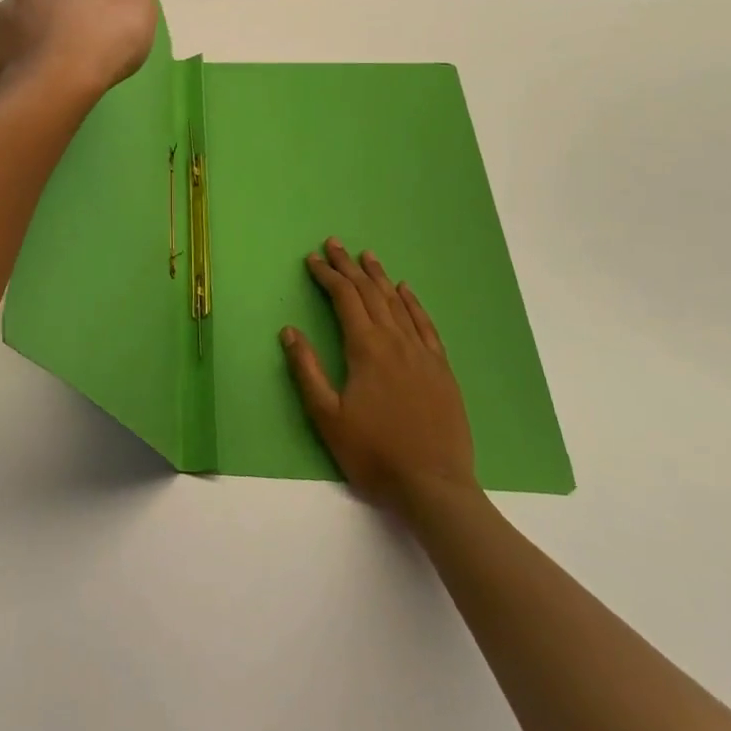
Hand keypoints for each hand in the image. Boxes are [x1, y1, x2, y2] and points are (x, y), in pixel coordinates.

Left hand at [0, 0, 158, 103]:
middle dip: (55, 5)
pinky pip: (10, 53)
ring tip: (61, 63)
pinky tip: (42, 80)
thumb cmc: (103, 37)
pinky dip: (23, 63)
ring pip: (21, 21)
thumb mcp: (141, 9)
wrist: (57, 85)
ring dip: (36, 34)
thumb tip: (119, 3)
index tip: (96, 1)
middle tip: (80, 34)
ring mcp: (2, 18)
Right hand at [281, 239, 477, 515]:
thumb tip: (289, 331)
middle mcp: (396, 342)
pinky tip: (406, 291)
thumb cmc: (374, 453)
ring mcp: (423, 354)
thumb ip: (306, 370)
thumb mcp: (327, 416)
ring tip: (367, 256)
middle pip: (370, 293)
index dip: (327, 276)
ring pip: (398, 303)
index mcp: (366, 349)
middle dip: (349, 267)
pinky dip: (413, 303)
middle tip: (334, 244)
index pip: (344, 299)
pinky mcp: (442, 370)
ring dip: (379, 277)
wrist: (434, 487)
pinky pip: (425, 325)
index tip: (312, 259)